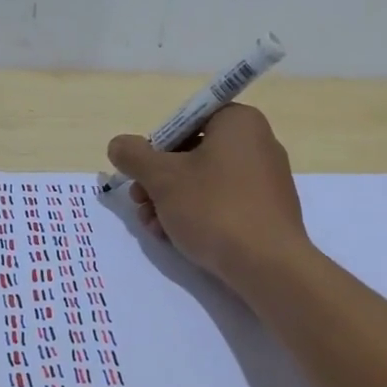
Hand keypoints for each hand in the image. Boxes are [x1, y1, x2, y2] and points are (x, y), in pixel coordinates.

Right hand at [107, 105, 312, 292]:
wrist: (269, 265)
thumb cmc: (215, 208)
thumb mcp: (163, 179)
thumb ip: (134, 156)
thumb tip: (118, 145)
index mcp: (238, 121)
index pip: (186, 121)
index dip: (156, 147)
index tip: (142, 174)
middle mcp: (257, 142)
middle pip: (192, 153)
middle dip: (159, 181)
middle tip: (140, 203)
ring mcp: (266, 178)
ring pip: (204, 182)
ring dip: (171, 202)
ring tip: (153, 227)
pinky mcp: (267, 210)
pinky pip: (224, 203)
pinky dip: (197, 215)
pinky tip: (175, 237)